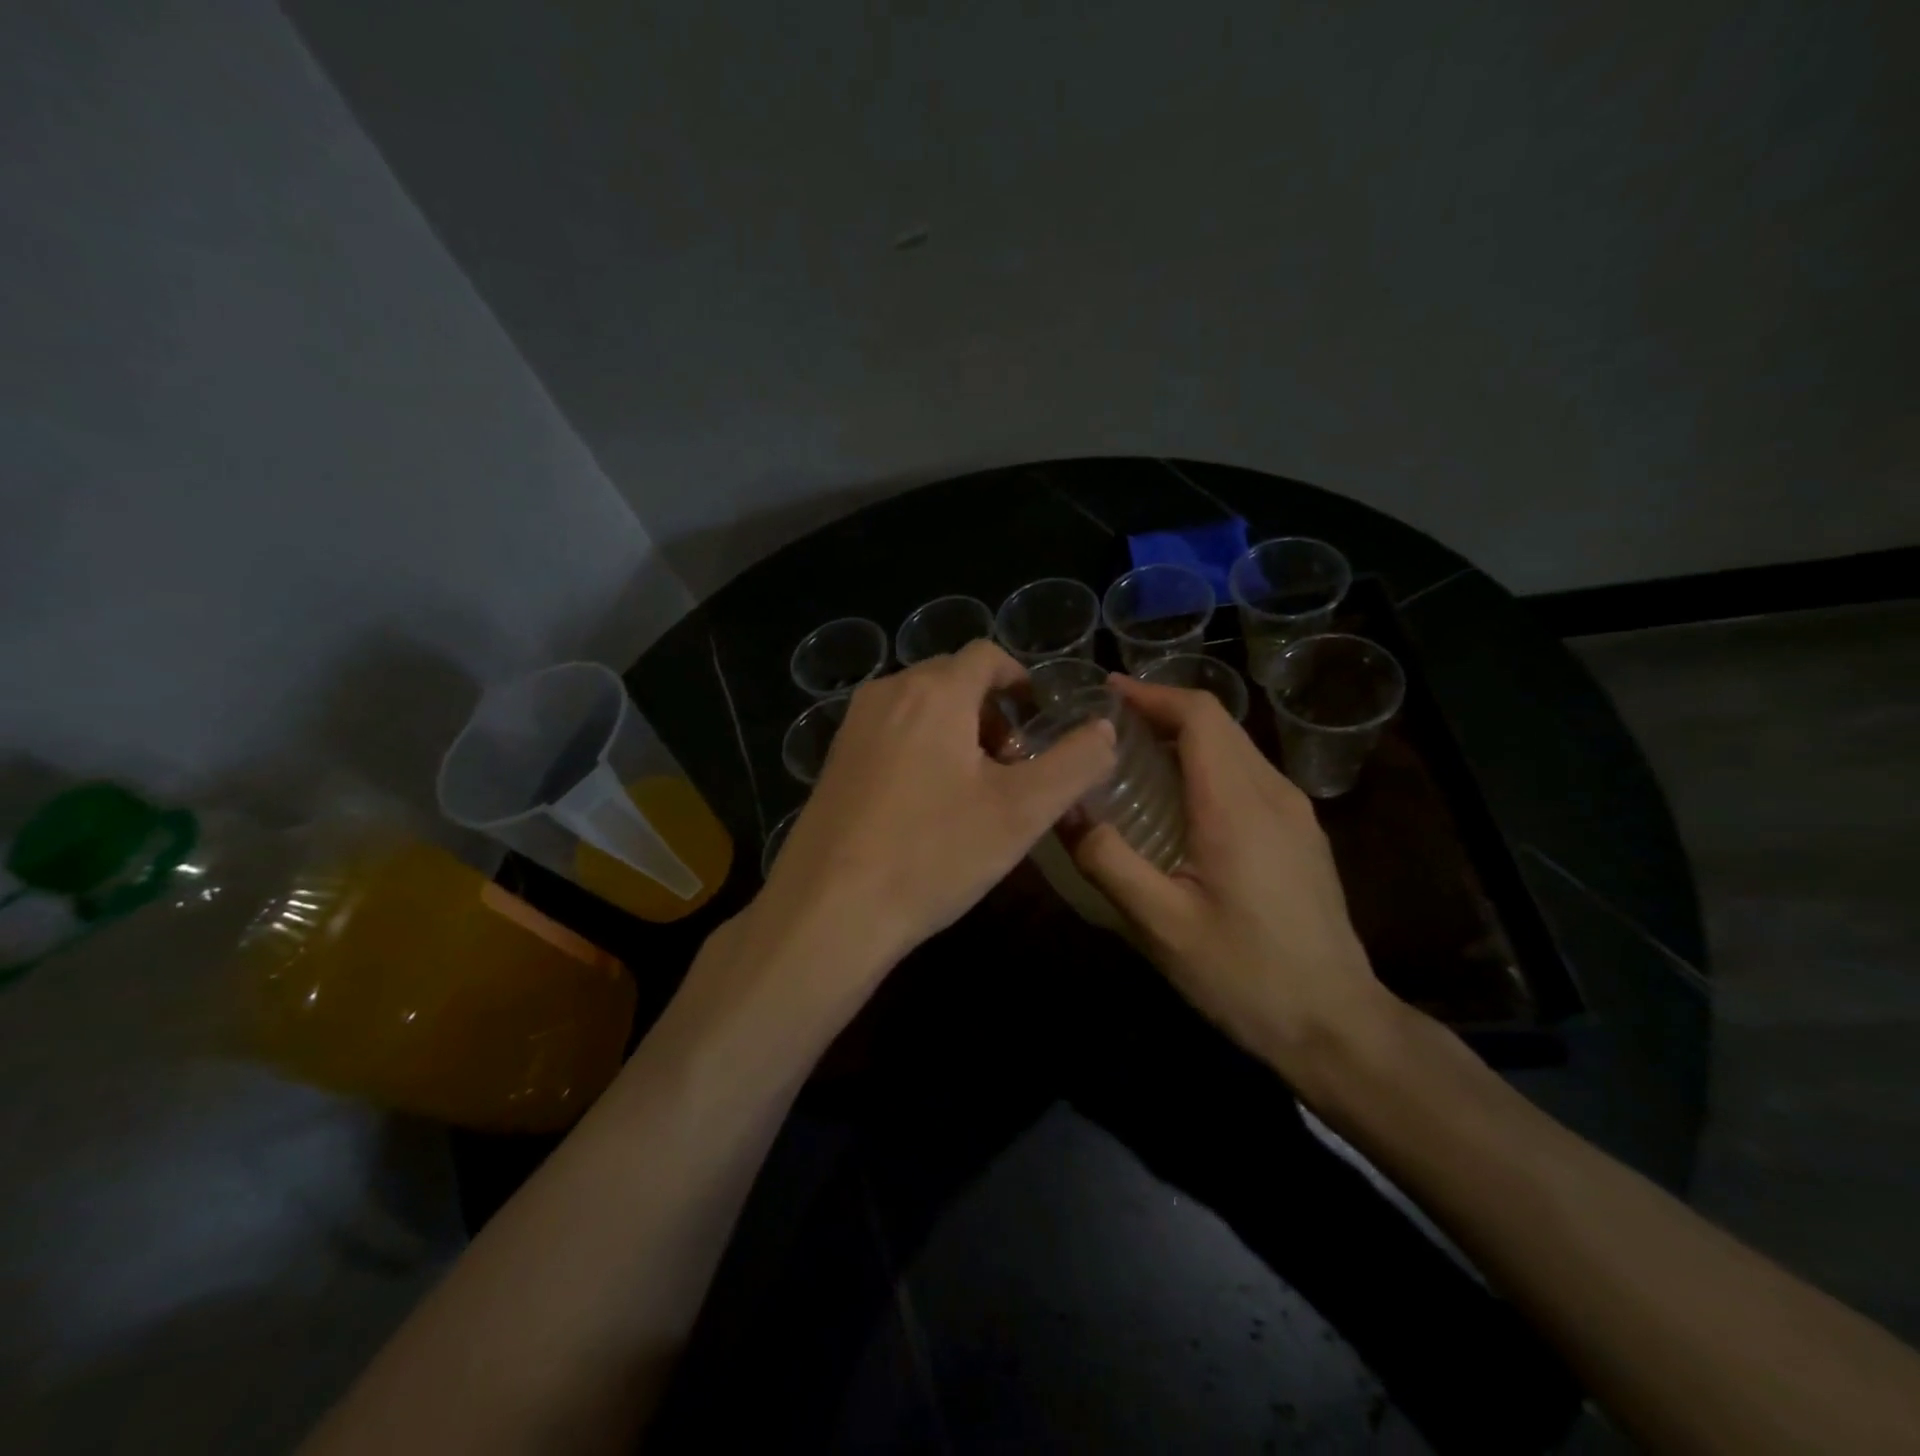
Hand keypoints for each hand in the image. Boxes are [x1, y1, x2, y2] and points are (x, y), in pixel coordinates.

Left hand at [755, 639, 1115, 981]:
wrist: (829, 910)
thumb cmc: (933, 853)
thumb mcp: (1022, 812)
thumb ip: (1074, 763)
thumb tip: (1104, 728)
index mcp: (934, 691)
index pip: (986, 655)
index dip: (1020, 679)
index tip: (1038, 718)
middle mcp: (888, 693)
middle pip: (952, 679)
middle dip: (990, 710)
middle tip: (1012, 764)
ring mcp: (853, 726)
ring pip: (919, 707)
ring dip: (956, 731)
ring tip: (973, 788)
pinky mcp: (834, 760)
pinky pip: (890, 733)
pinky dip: (920, 748)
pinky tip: (926, 805)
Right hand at [1072, 675, 1394, 1089]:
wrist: (1336, 1023)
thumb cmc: (1245, 975)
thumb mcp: (1162, 925)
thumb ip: (1108, 861)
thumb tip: (1062, 810)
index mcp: (1237, 805)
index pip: (1199, 716)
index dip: (1151, 694)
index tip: (1105, 693)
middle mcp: (1273, 793)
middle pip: (1218, 723)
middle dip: (1161, 710)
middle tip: (1106, 726)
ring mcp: (1295, 812)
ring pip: (1236, 746)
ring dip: (1184, 736)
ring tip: (1133, 754)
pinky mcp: (1301, 833)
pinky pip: (1248, 774)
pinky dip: (1207, 763)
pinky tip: (1179, 798)